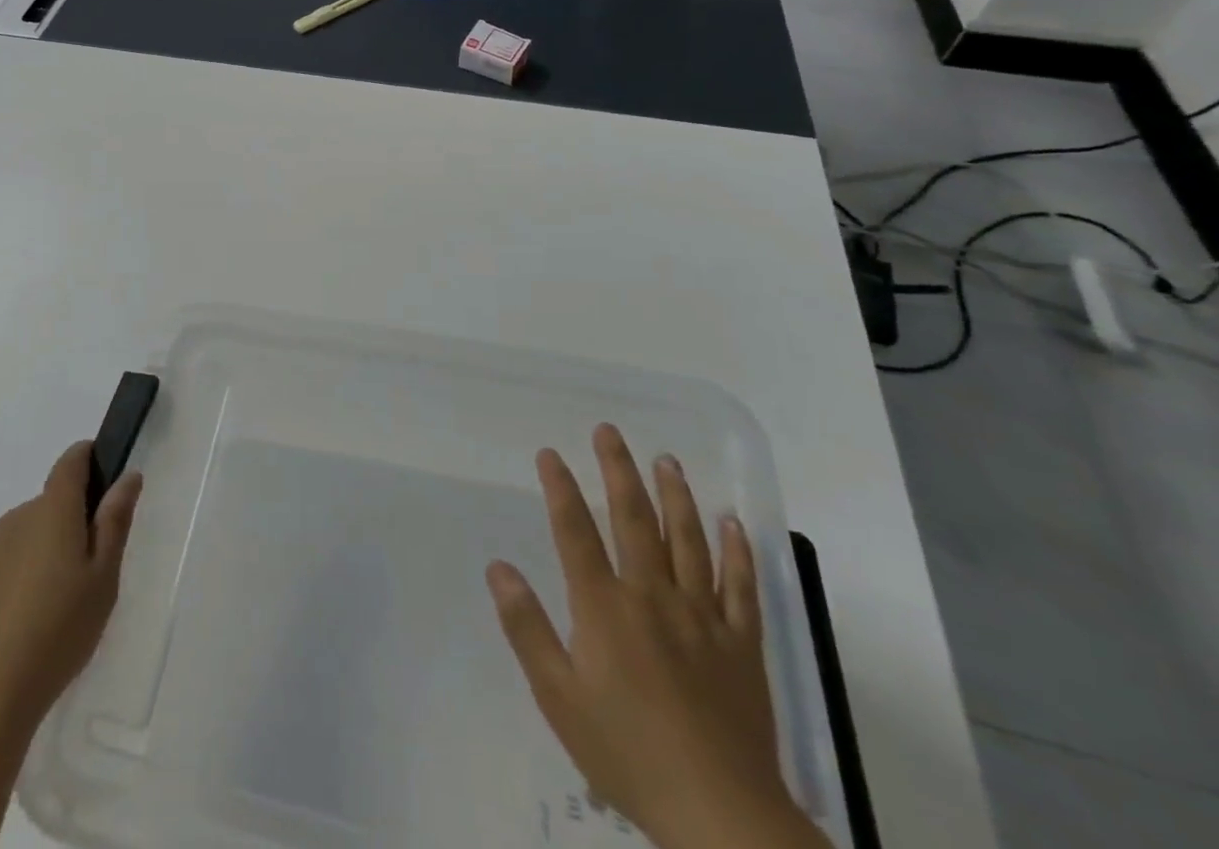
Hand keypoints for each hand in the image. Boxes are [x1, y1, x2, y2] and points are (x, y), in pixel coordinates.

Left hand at [0, 440, 142, 736]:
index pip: (71, 460)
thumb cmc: (59, 629)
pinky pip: (10, 555)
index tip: (107, 477)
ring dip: (49, 545)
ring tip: (62, 599)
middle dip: (75, 518)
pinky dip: (26, 569)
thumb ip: (115, 521)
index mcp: (53, 509)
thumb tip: (128, 476)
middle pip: (53, 500)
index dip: (90, 457)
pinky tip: (31, 615)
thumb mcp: (104, 576)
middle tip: (94, 566)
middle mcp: (19, 516)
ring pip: (31, 530)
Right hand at [486, 425, 825, 848]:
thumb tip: (499, 568)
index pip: (576, 531)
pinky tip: (732, 523)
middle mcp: (652, 596)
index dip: (560, 488)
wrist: (720, 815)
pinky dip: (737, 552)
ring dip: (675, 495)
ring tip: (666, 460)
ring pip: (688, 541)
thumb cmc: (627, 753)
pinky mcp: (742, 646)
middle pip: (634, 520)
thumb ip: (527, 627)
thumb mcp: (558, 696)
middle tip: (610, 431)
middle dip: (618, 470)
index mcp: (605, 607)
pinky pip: (742, 588)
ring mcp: (702, 617)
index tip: (550, 453)